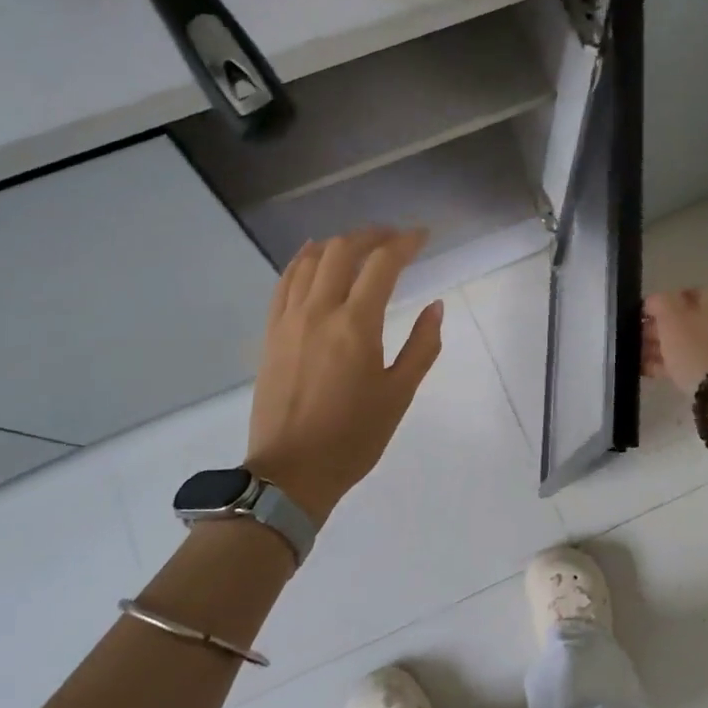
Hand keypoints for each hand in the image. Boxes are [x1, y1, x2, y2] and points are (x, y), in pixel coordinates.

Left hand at [245, 228, 443, 522]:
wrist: (291, 473)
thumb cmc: (354, 437)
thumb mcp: (399, 395)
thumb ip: (422, 346)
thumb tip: (436, 307)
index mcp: (356, 325)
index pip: (382, 264)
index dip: (405, 243)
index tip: (423, 236)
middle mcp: (319, 311)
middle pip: (343, 250)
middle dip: (372, 235)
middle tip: (395, 239)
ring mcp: (289, 319)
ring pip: (311, 260)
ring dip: (339, 244)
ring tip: (360, 245)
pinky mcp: (271, 333)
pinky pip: (285, 282)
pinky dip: (302, 260)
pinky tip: (313, 255)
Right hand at [642, 288, 707, 394]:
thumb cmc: (698, 349)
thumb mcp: (672, 319)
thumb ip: (660, 303)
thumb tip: (654, 301)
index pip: (682, 294)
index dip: (658, 305)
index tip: (640, 319)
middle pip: (684, 321)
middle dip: (659, 330)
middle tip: (635, 341)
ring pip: (687, 344)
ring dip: (662, 350)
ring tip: (638, 360)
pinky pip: (693, 364)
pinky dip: (672, 366)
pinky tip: (652, 372)